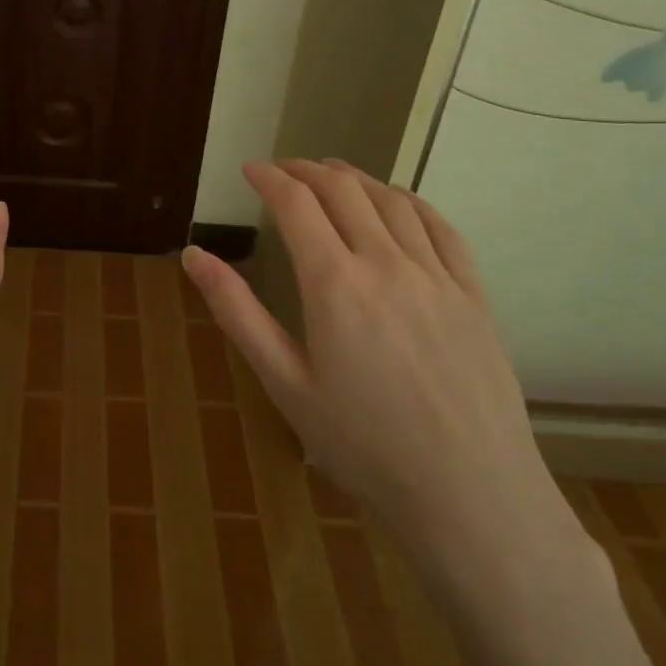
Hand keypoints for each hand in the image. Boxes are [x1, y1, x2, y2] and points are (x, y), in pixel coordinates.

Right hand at [182, 159, 585, 580]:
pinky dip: (411, 201)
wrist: (471, 497)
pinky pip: (442, 228)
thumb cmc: (364, 445)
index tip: (250, 170)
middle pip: (342, 190)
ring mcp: (435, 276)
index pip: (295, 204)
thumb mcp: (284, 382)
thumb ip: (237, 312)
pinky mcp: (473, 295)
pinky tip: (398, 200)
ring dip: (355, 177)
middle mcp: (385, 263)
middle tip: (283, 169)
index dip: (269, 178)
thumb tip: (192, 255)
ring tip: (332, 172)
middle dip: (306, 170)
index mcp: (334, 283)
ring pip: (391, 200)